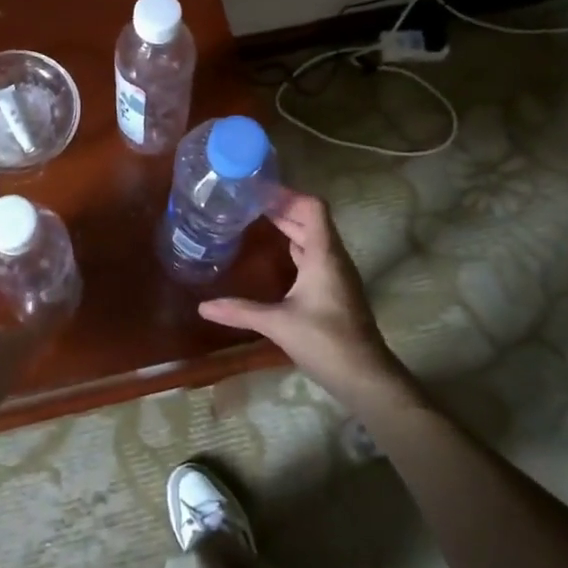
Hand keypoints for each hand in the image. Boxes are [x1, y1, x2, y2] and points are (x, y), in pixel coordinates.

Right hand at [199, 190, 407, 406]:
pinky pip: (314, 254)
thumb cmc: (325, 341)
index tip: (258, 190)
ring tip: (256, 220)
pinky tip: (276, 253)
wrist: (365, 377)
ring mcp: (336, 273)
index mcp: (323, 254)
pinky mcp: (334, 288)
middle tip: (248, 202)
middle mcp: (332, 257)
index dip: (287, 194)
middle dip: (282, 207)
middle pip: (310, 219)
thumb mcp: (278, 324)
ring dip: (289, 225)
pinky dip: (295, 245)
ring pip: (313, 237)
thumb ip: (240, 311)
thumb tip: (202, 307)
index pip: (312, 207)